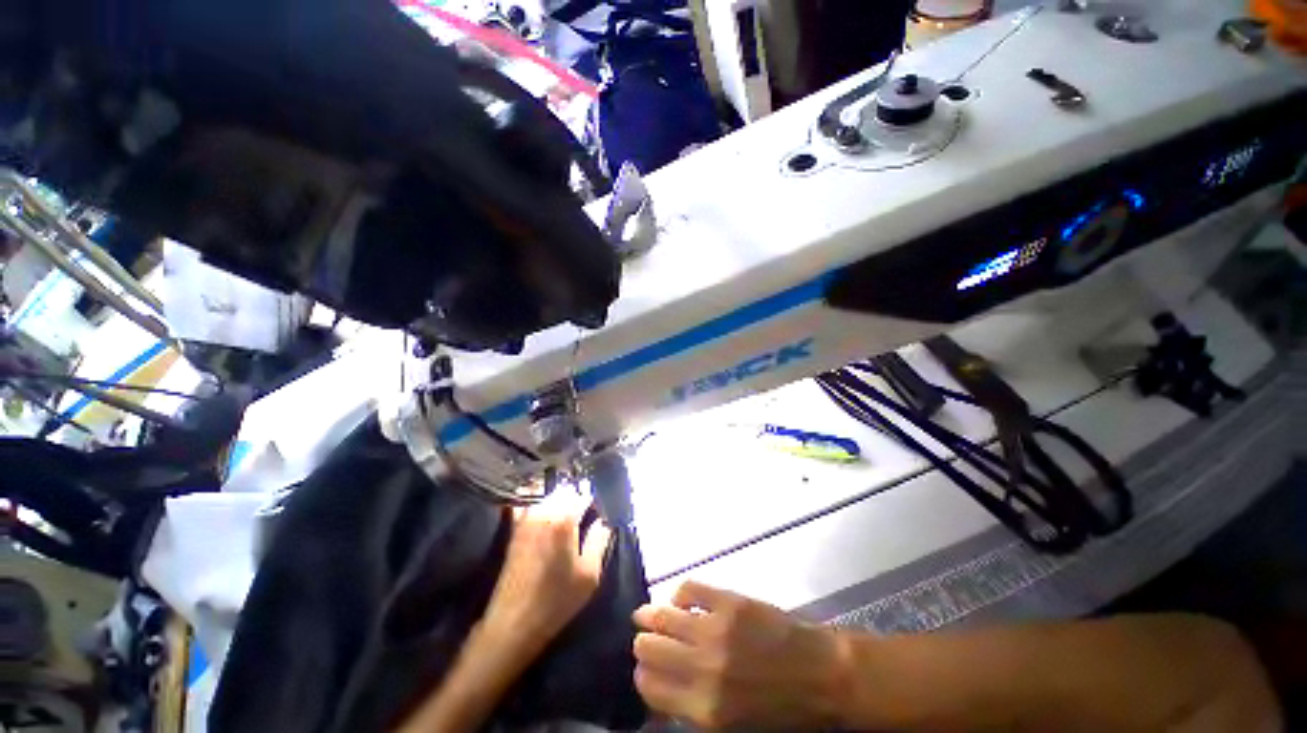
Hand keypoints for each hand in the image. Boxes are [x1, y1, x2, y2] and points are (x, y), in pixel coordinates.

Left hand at [480, 491, 611, 655]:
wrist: (513, 623)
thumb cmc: (557, 600)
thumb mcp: (590, 574)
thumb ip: (599, 541)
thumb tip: (603, 523)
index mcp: (564, 520)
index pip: (583, 496)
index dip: (593, 503)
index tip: (598, 514)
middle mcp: (544, 512)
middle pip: (565, 492)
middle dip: (576, 499)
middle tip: (584, 516)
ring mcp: (526, 519)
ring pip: (549, 497)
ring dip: (560, 501)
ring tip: (568, 518)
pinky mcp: (515, 530)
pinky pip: (531, 506)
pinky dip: (541, 505)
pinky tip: (547, 519)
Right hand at [632, 581, 848, 729]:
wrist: (825, 676)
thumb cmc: (784, 710)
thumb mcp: (736, 728)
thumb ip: (695, 711)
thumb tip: (666, 690)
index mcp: (705, 709)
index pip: (649, 686)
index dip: (642, 675)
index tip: (645, 668)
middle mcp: (703, 669)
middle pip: (648, 648)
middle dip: (644, 644)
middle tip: (648, 640)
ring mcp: (716, 630)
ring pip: (662, 616)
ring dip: (651, 615)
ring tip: (649, 614)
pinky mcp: (730, 602)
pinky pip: (689, 589)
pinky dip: (679, 593)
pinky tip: (681, 600)